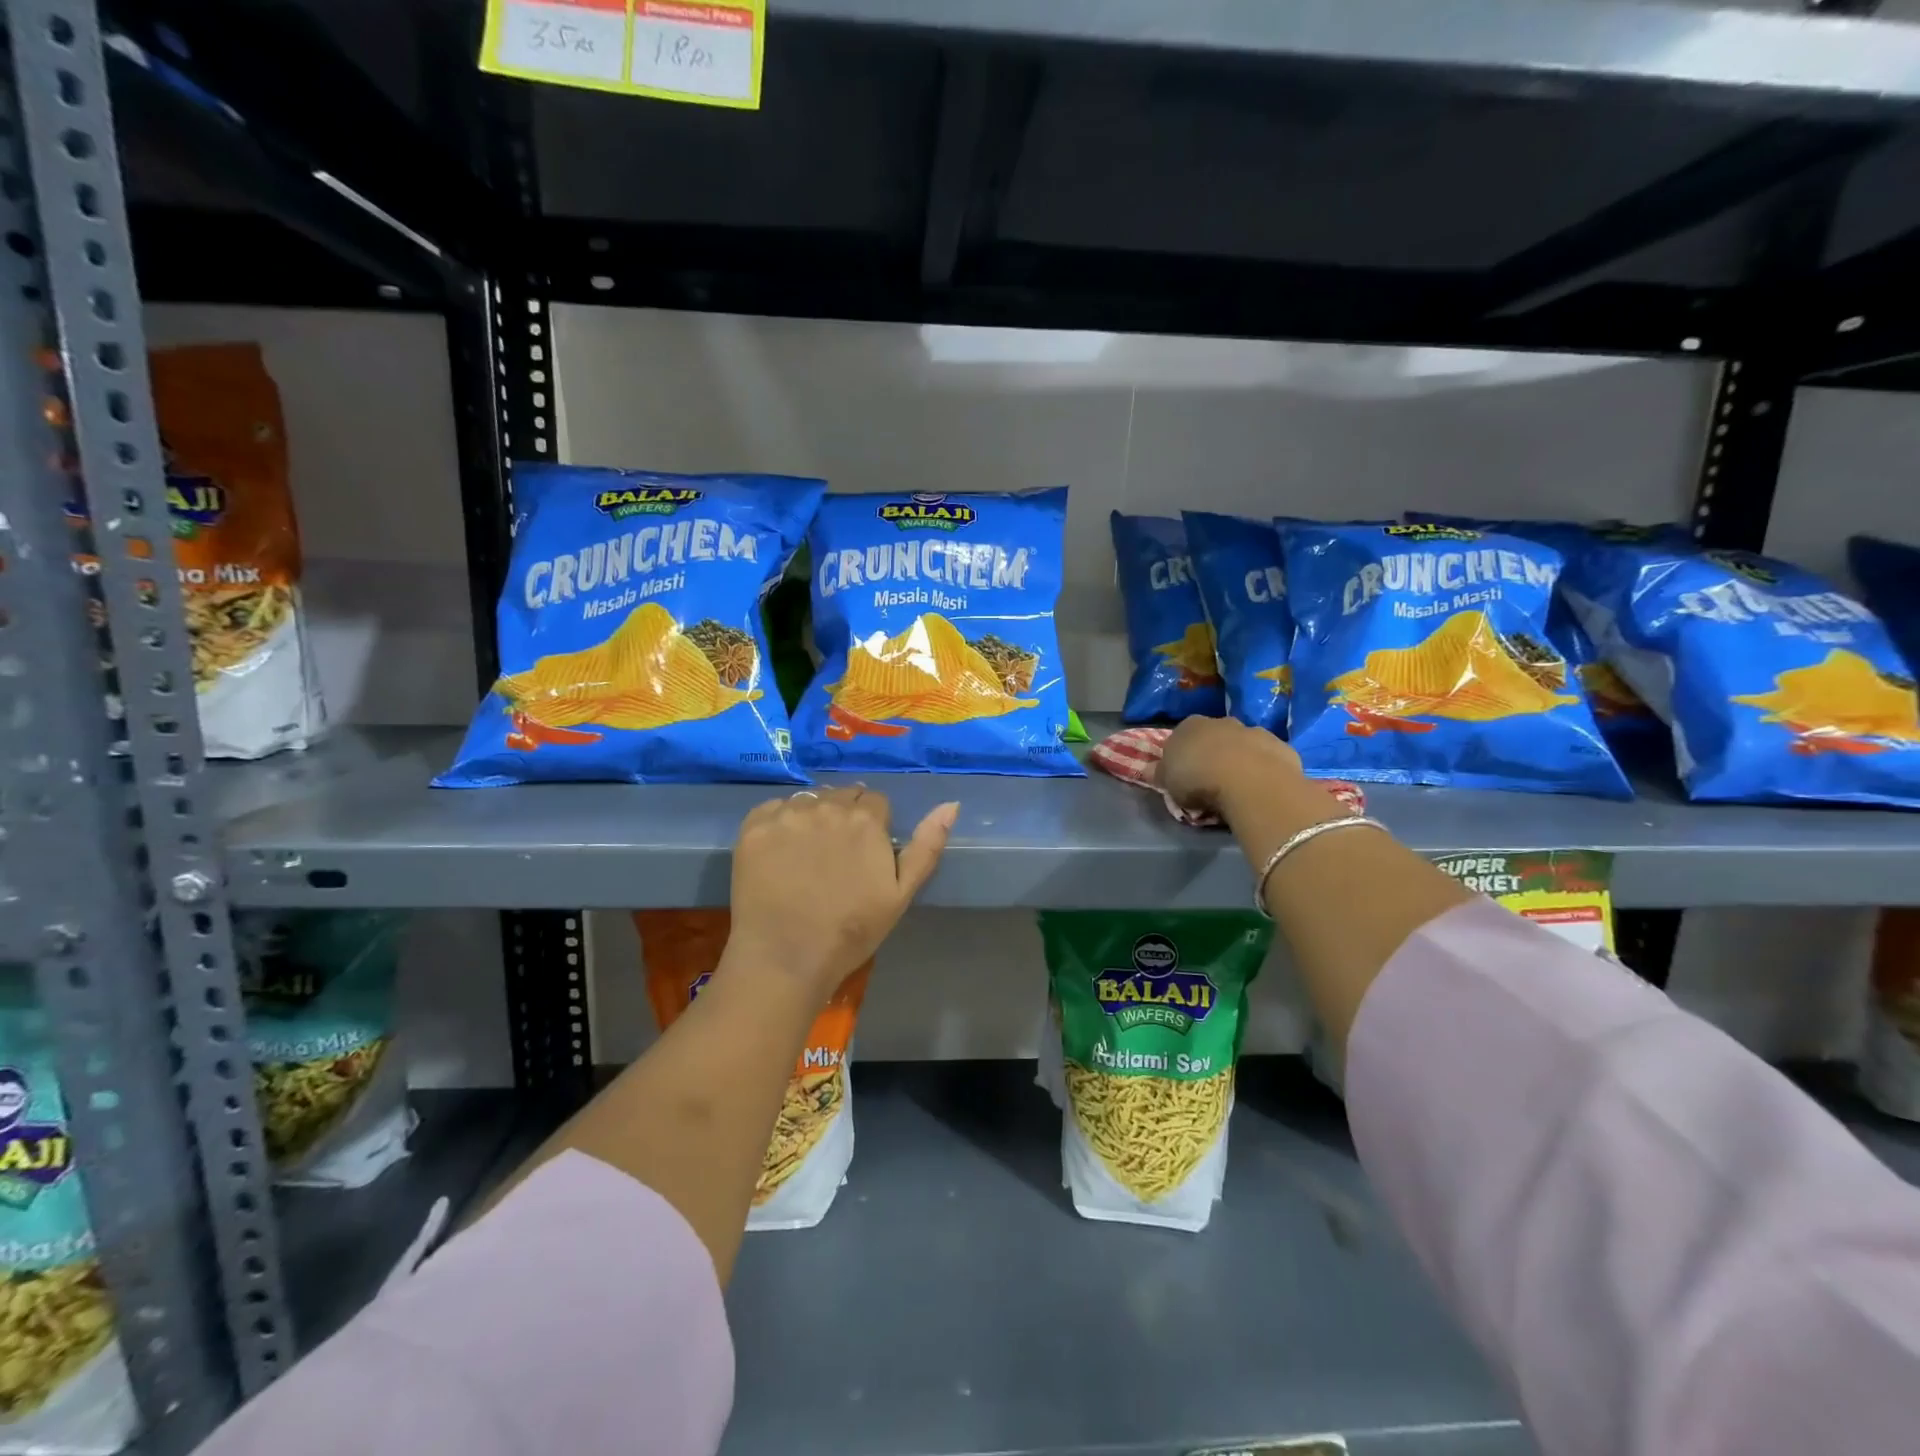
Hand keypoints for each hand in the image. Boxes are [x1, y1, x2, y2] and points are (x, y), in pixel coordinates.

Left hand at [726, 787, 957, 1001]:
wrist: (786, 958)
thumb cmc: (852, 931)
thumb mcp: (901, 893)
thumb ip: (927, 845)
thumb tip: (951, 805)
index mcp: (866, 819)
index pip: (874, 800)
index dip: (873, 825)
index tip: (864, 853)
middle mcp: (827, 805)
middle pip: (841, 795)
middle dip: (843, 816)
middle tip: (834, 856)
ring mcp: (787, 814)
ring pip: (808, 800)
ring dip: (812, 817)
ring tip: (806, 856)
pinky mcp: (754, 826)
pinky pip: (772, 809)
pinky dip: (778, 824)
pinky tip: (779, 856)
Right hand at [1156, 716, 1302, 817]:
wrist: (1249, 781)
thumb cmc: (1198, 778)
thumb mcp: (1167, 782)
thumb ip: (1160, 773)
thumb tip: (1150, 769)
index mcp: (1190, 725)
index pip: (1181, 736)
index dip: (1182, 755)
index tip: (1183, 775)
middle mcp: (1222, 722)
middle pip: (1214, 737)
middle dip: (1213, 754)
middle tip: (1211, 782)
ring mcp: (1254, 731)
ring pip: (1243, 745)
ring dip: (1241, 760)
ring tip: (1238, 788)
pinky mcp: (1281, 746)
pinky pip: (1268, 758)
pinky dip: (1264, 769)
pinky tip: (1261, 788)